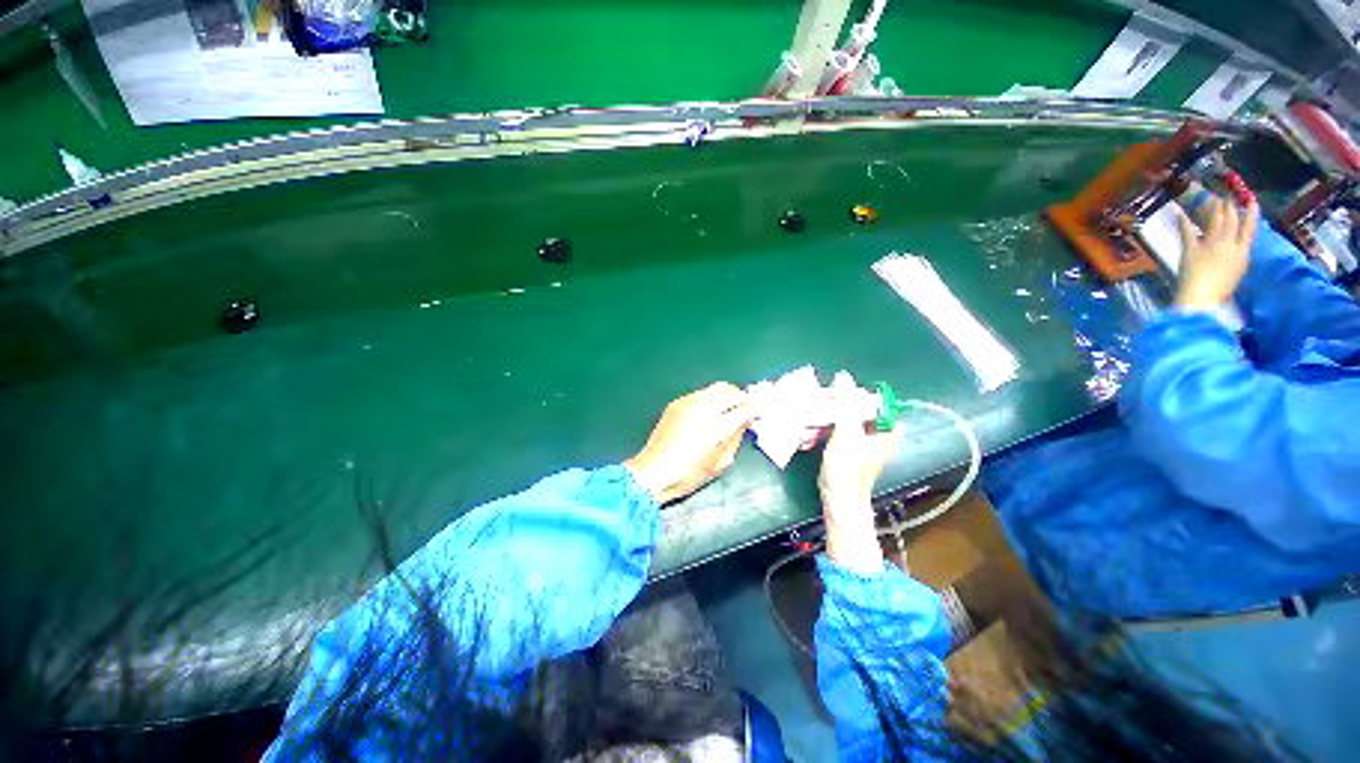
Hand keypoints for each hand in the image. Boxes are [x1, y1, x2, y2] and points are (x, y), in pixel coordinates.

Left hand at [625, 383, 753, 503]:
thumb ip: (736, 438)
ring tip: (729, 408)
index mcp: (717, 425)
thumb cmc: (689, 474)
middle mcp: (704, 407)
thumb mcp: (720, 462)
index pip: (745, 408)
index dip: (756, 410)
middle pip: (732, 391)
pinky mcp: (677, 402)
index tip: (759, 414)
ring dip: (727, 396)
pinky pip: (700, 393)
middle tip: (746, 409)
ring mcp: (688, 401)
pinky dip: (710, 399)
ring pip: (716, 388)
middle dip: (743, 399)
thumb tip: (744, 423)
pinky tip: (709, 412)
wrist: (653, 471)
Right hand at [818, 371, 903, 572]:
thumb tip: (843, 376)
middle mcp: (879, 432)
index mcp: (888, 429)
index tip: (831, 397)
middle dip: (835, 406)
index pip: (871, 400)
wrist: (839, 499)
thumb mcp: (846, 434)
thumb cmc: (847, 470)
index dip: (851, 395)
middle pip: (856, 408)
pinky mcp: (850, 445)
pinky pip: (838, 428)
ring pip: (845, 417)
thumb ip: (846, 405)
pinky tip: (812, 430)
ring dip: (828, 416)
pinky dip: (826, 427)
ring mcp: (864, 439)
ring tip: (812, 418)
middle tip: (818, 406)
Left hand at [1175, 196, 1257, 309]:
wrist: (1202, 297)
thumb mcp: (1237, 272)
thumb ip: (1237, 257)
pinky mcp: (1191, 249)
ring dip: (1212, 208)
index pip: (1249, 229)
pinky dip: (1183, 222)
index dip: (1251, 214)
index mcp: (1241, 253)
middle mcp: (1227, 245)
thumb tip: (1238, 246)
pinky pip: (1187, 232)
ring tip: (1211, 198)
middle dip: (1229, 207)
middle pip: (1230, 221)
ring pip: (1213, 222)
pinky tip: (1180, 213)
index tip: (1252, 202)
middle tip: (1227, 195)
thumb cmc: (1221, 290)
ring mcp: (1209, 245)